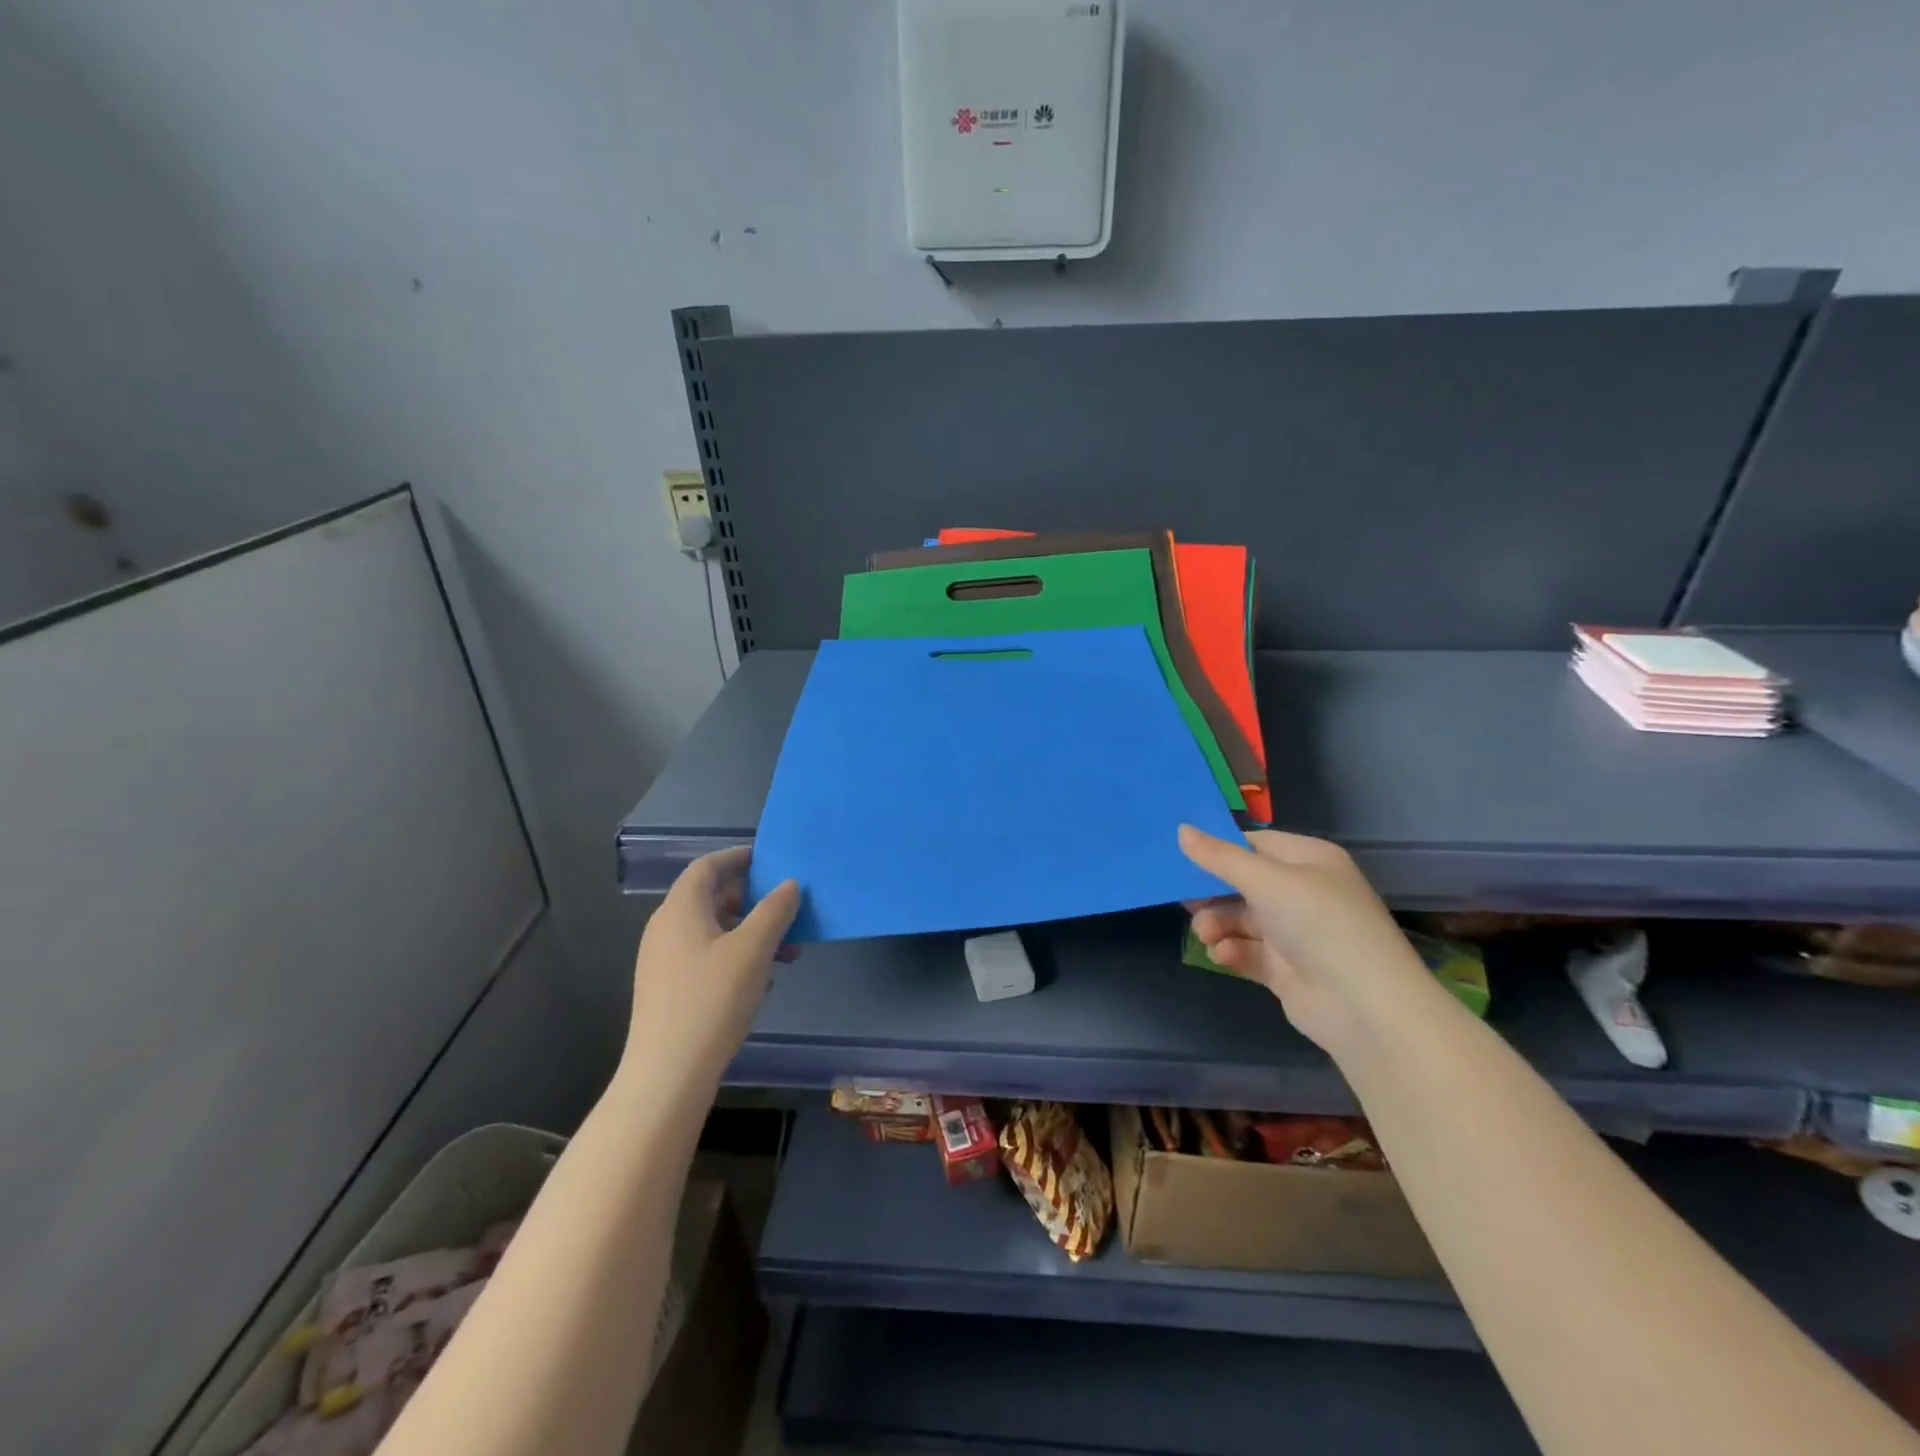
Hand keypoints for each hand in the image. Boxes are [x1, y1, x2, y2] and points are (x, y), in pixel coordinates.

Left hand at [620, 847, 800, 1099]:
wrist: (668, 1074)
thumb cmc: (712, 999)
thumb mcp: (754, 949)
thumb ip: (775, 910)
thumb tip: (789, 884)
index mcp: (680, 909)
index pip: (707, 866)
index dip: (738, 858)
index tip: (769, 859)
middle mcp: (665, 928)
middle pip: (712, 898)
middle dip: (754, 901)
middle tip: (788, 911)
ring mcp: (663, 961)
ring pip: (713, 931)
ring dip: (751, 933)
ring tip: (786, 953)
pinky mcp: (667, 990)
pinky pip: (706, 957)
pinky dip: (735, 957)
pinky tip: (762, 982)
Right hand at [1178, 825, 1439, 1057]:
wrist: (1364, 1006)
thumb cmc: (1318, 924)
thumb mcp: (1266, 880)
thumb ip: (1219, 857)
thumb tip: (1181, 829)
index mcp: (1308, 860)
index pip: (1254, 844)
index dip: (1218, 849)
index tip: (1179, 856)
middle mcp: (1303, 892)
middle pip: (1242, 883)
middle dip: (1212, 893)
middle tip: (1185, 901)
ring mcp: (1295, 932)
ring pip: (1240, 918)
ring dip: (1217, 924)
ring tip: (1206, 935)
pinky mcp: (1286, 968)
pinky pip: (1247, 950)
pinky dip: (1232, 951)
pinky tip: (1223, 955)